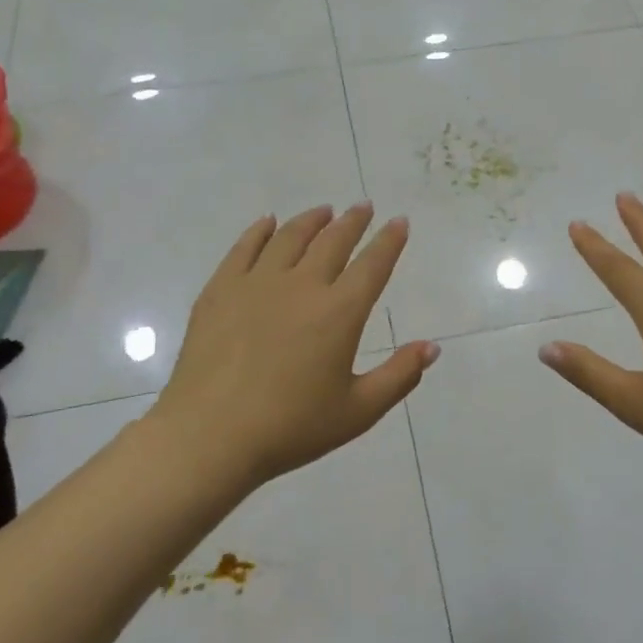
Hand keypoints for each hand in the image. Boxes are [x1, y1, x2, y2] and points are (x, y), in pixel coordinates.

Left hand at [149, 204, 438, 487]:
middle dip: (353, 221)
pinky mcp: (220, 290)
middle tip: (363, 207)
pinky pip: (244, 247)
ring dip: (312, 220)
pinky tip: (267, 222)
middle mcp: (302, 285)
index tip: (399, 221)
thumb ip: (399, 376)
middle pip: (333, 241)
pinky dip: (260, 230)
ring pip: (290, 237)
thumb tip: (431, 347)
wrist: (210, 435)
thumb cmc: (291, 428)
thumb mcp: (358, 411)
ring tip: (323, 211)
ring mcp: (257, 283)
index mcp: (339, 312)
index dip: (389, 241)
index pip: (372, 264)